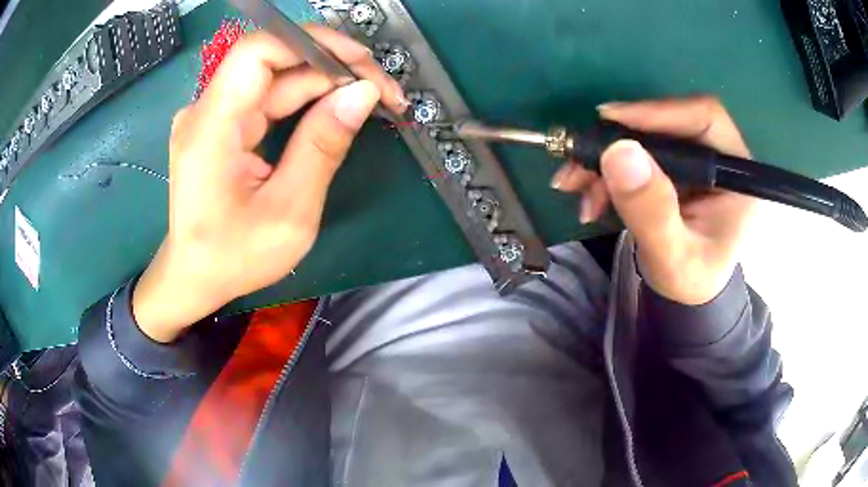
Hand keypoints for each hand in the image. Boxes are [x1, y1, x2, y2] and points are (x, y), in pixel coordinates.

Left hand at [133, 28, 407, 342]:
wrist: (194, 276)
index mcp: (211, 128)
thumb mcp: (288, 213)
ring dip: (328, 82)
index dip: (312, 44)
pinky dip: (308, 98)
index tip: (361, 63)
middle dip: (334, 66)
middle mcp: (207, 110)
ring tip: (373, 99)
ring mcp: (215, 115)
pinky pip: (270, 96)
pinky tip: (339, 108)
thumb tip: (363, 93)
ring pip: (278, 77)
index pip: (258, 51)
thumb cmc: (234, 258)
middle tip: (384, 90)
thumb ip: (322, 148)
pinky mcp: (224, 124)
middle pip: (275, 61)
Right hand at [551, 96, 755, 304]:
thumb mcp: (672, 258)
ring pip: (646, 137)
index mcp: (737, 175)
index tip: (611, 120)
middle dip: (619, 141)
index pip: (704, 117)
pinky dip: (608, 171)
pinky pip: (637, 154)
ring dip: (605, 158)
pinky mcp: (675, 166)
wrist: (687, 294)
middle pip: (668, 123)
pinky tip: (590, 195)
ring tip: (574, 186)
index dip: (659, 112)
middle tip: (578, 160)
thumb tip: (619, 152)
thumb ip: (652, 211)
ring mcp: (695, 160)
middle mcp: (718, 157)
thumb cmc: (690, 282)